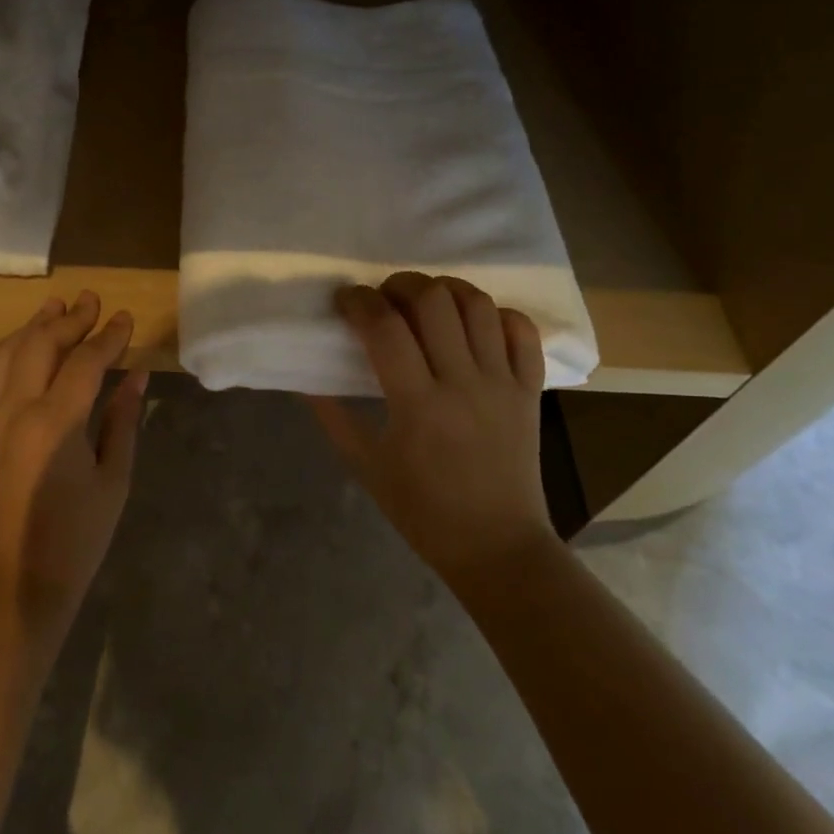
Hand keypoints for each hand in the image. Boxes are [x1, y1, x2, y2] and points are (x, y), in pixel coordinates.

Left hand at [0, 290, 147, 635]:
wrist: (15, 587)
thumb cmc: (77, 538)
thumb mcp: (113, 479)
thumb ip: (123, 420)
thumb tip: (137, 375)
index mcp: (54, 424)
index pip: (85, 361)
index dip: (108, 336)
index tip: (125, 318)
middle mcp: (14, 412)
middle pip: (40, 345)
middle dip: (69, 319)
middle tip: (91, 301)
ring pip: (4, 355)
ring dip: (31, 327)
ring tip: (54, 308)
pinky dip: (4, 356)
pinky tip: (18, 350)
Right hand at [310, 272, 554, 588]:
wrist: (498, 548)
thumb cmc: (424, 512)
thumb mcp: (366, 466)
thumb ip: (332, 417)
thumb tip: (303, 379)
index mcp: (418, 405)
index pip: (385, 327)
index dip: (359, 301)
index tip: (345, 300)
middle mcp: (463, 383)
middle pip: (434, 301)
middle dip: (401, 284)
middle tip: (384, 299)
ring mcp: (503, 384)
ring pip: (479, 306)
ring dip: (446, 290)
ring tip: (425, 302)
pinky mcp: (530, 390)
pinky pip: (523, 332)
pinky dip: (498, 314)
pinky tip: (474, 323)